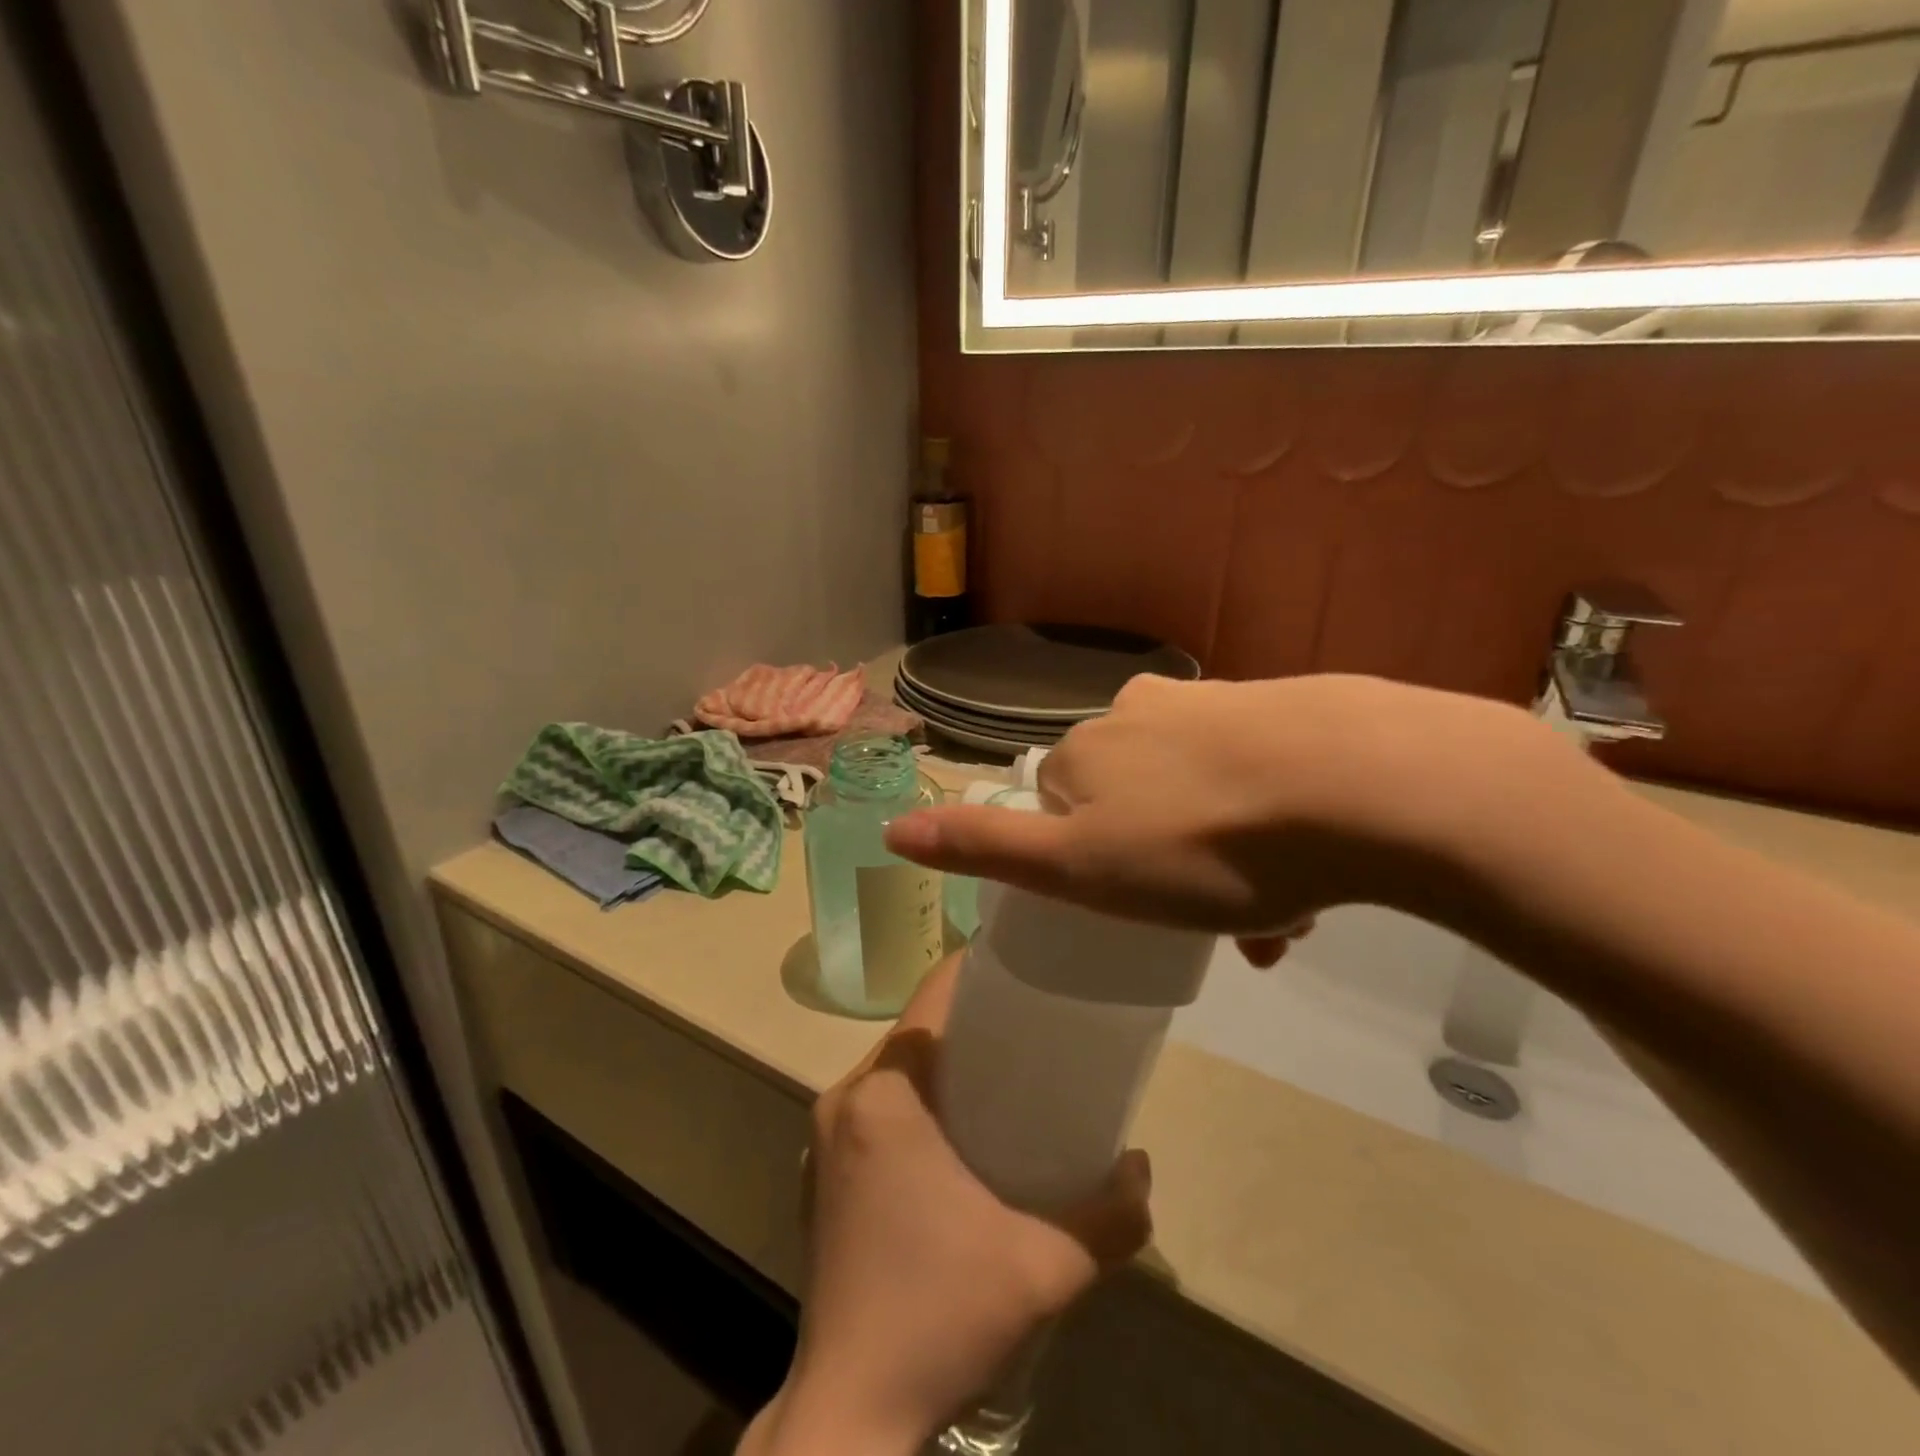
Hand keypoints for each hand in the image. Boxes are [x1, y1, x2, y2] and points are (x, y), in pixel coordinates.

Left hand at [750, 957, 1152, 1455]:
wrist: (849, 1413)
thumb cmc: (939, 1315)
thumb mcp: (1043, 1267)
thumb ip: (1108, 1217)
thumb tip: (1142, 1167)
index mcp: (884, 1094)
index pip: (930, 997)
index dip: (975, 971)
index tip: (1024, 970)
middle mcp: (845, 1099)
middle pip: (914, 1030)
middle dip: (969, 1020)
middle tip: (1030, 1028)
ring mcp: (824, 1138)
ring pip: (894, 1069)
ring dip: (943, 1062)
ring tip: (1003, 1076)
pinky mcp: (821, 1174)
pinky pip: (876, 1107)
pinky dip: (917, 1100)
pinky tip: (958, 1136)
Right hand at [884, 674, 1572, 943]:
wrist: (1364, 787)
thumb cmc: (1204, 847)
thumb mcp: (1078, 867)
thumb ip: (984, 847)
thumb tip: (892, 827)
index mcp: (1087, 749)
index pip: (1061, 810)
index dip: (1092, 867)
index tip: (1137, 914)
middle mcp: (1141, 712)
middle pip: (1135, 802)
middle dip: (1164, 868)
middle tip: (1215, 928)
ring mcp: (1217, 703)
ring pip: (1199, 794)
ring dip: (1223, 860)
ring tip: (1275, 920)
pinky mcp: (1286, 709)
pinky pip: (1257, 779)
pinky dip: (1270, 828)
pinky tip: (1314, 878)